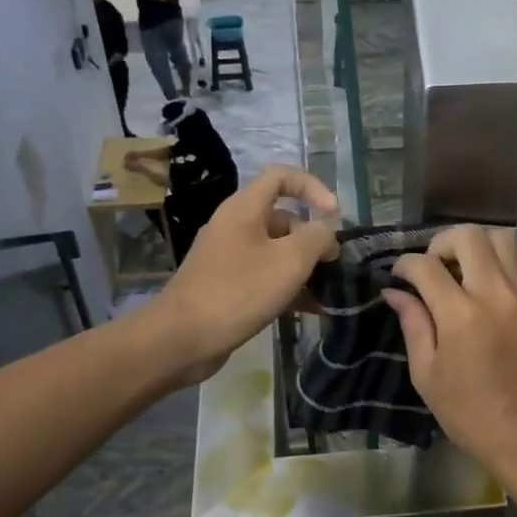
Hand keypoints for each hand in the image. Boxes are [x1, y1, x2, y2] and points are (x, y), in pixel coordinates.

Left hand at [153, 166, 338, 381]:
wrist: (182, 339)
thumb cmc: (238, 292)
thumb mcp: (289, 261)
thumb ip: (316, 238)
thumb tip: (326, 232)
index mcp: (244, 210)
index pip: (281, 177)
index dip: (312, 187)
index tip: (334, 214)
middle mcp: (235, 227)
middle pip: (283, 218)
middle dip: (313, 239)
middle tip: (333, 265)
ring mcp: (229, 258)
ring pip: (276, 252)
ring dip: (304, 268)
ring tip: (328, 292)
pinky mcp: (228, 287)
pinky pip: (265, 277)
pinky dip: (288, 288)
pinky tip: (312, 310)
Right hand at [384, 226, 516, 482]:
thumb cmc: (469, 413)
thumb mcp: (427, 375)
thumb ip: (413, 325)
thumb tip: (395, 292)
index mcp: (459, 315)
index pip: (425, 266)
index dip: (405, 265)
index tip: (401, 276)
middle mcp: (496, 295)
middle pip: (468, 235)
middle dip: (443, 243)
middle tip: (436, 266)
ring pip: (506, 239)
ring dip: (481, 247)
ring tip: (470, 269)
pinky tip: (507, 281)